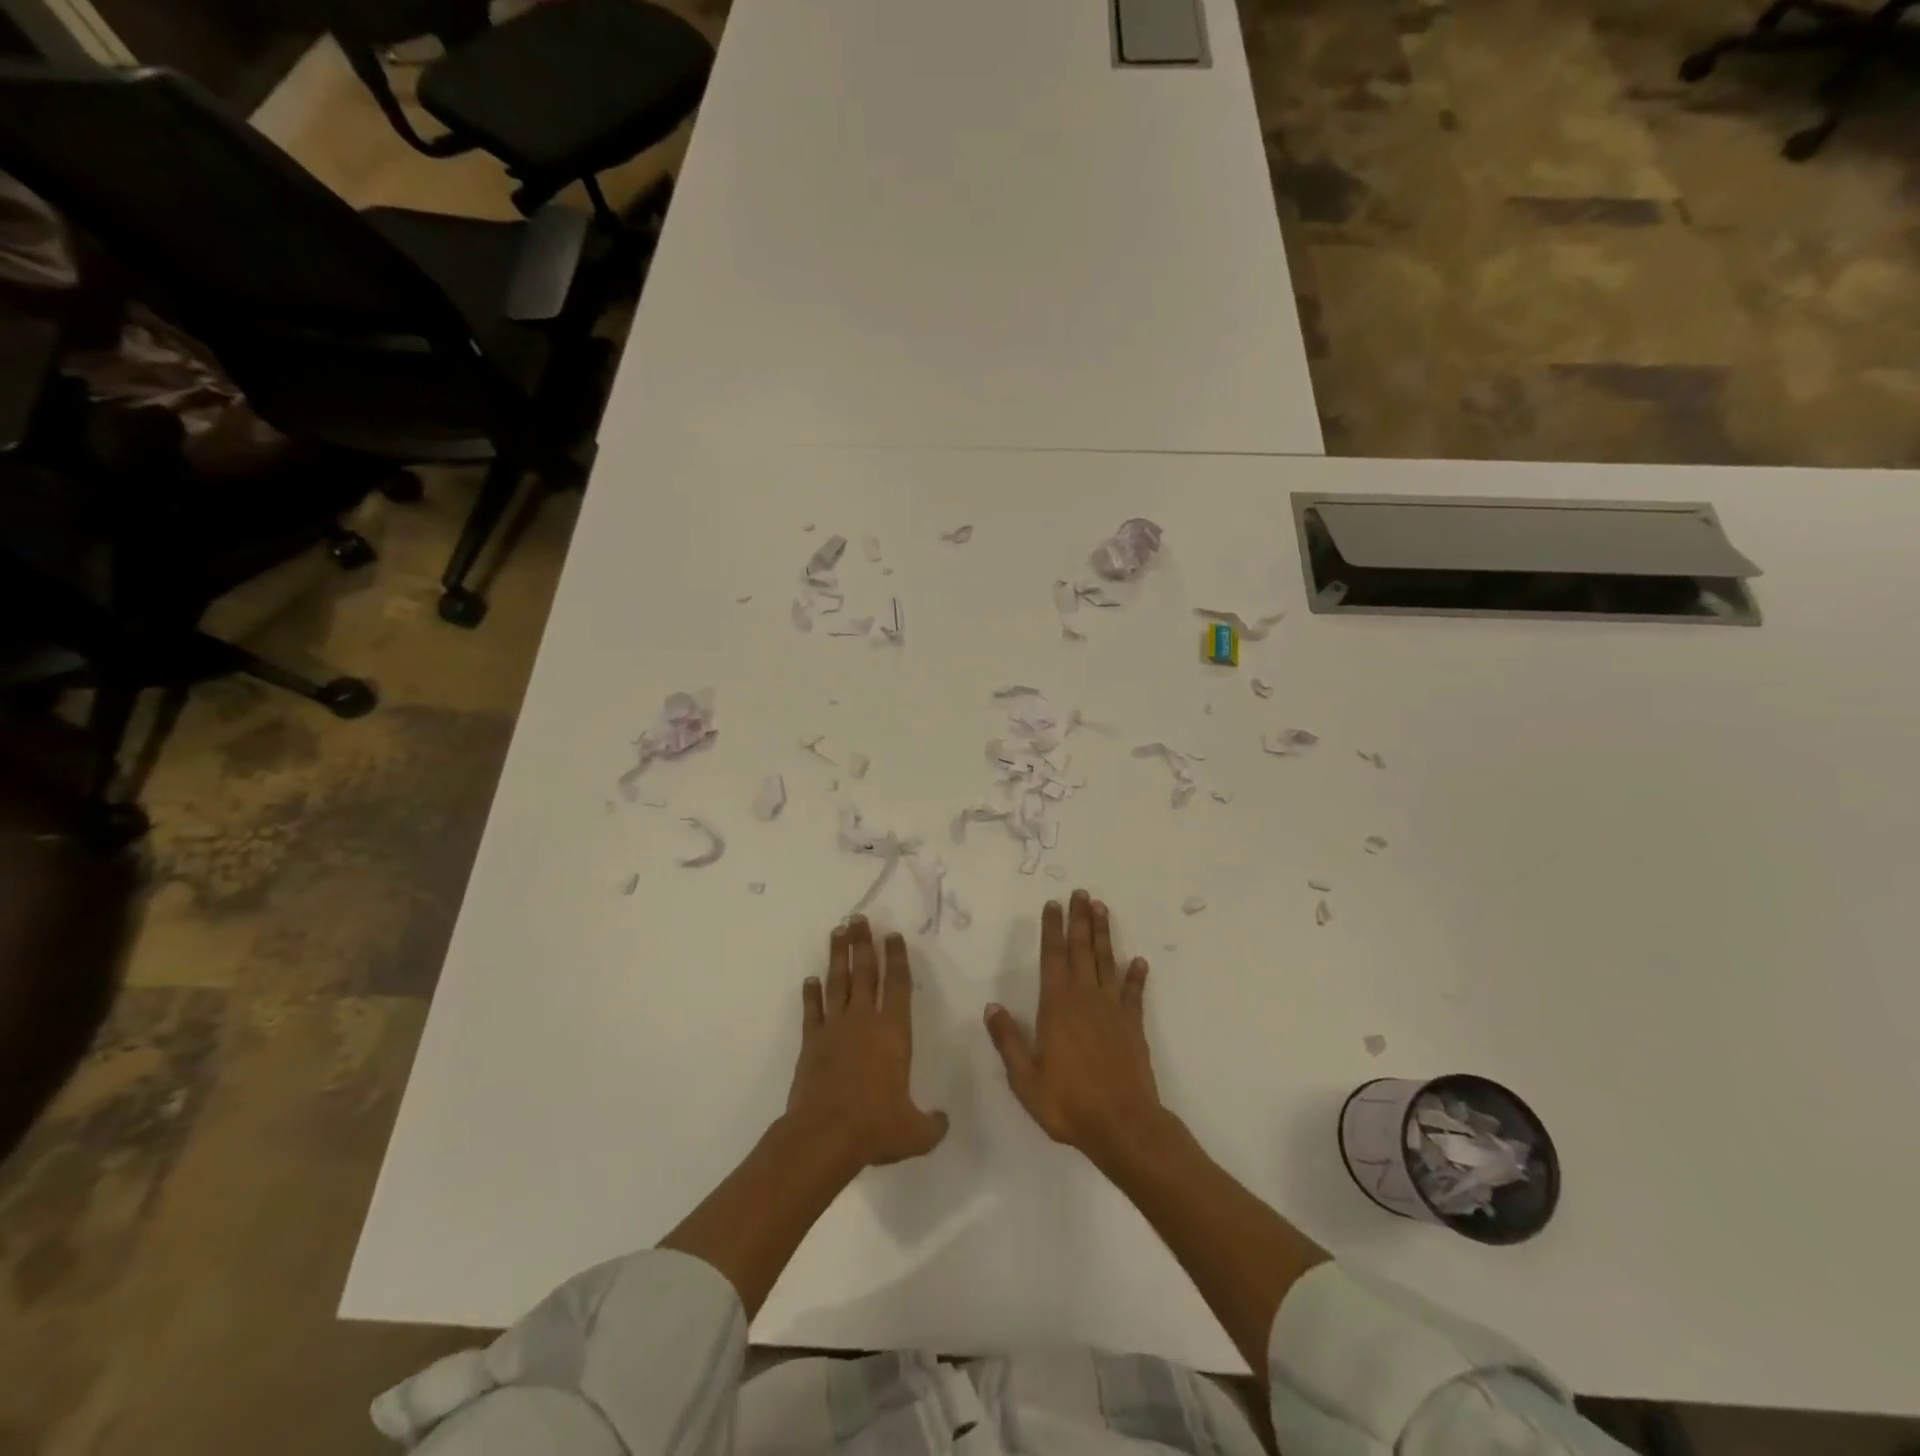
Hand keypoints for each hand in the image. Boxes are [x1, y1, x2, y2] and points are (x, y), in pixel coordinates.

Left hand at [786, 915, 947, 1170]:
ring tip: (838, 931)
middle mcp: (864, 1021)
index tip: (892, 935)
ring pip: (837, 983)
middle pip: (865, 972)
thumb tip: (944, 1122)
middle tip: (859, 918)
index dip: (897, 958)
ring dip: (838, 956)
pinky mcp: (811, 1042)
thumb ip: (932, 1124)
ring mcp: (835, 1029)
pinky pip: (812, 1011)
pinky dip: (811, 994)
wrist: (824, 1136)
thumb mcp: (915, 1132)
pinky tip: (810, 980)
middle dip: (863, 943)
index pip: (898, 985)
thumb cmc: (875, 1127)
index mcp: (894, 1032)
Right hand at [985, 890, 1165, 1166]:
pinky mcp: (1132, 1026)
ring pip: (1106, 962)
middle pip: (1081, 950)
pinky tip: (1139, 961)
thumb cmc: (1068, 1103)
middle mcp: (1085, 999)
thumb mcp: (1025, 1078)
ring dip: (1104, 935)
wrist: (1123, 1125)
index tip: (1052, 904)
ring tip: (1103, 909)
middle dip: (1080, 920)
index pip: (1052, 957)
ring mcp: (1112, 1010)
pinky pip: (1133, 994)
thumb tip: (991, 1006)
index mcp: (1057, 1007)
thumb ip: (1008, 1040)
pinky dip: (1136, 976)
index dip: (1052, 929)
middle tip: (1081, 893)